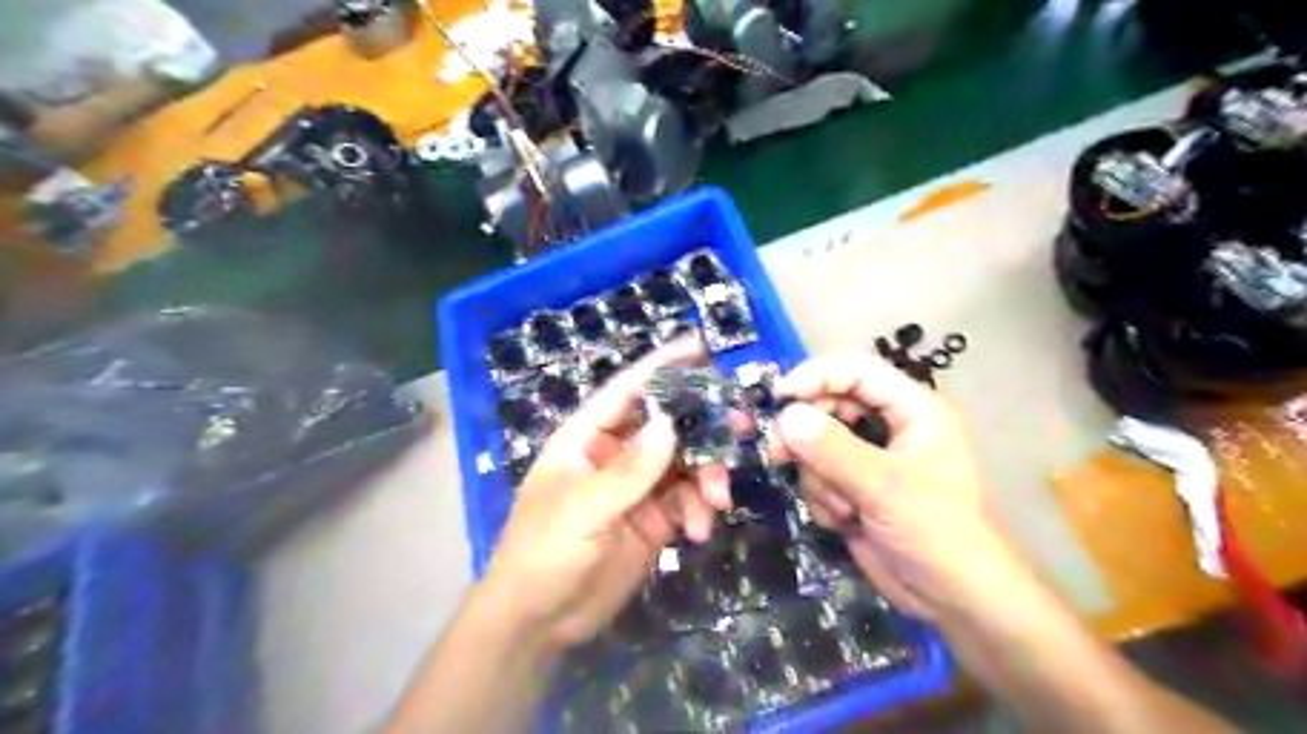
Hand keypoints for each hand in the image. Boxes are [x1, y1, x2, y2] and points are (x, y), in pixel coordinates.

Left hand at [480, 335, 729, 649]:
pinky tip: (698, 532)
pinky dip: (699, 510)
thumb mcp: (585, 509)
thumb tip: (670, 424)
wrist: (540, 621)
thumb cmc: (545, 553)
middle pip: (668, 425)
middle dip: (703, 427)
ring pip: (685, 464)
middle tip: (740, 427)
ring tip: (716, 503)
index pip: (628, 390)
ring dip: (707, 477)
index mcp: (587, 438)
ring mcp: (637, 487)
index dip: (662, 365)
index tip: (701, 347)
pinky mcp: (653, 519)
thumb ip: (630, 470)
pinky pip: (687, 501)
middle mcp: (615, 454)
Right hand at [769, 353, 1013, 620]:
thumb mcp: (885, 487)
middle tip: (778, 453)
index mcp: (912, 409)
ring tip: (844, 508)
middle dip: (806, 435)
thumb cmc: (937, 532)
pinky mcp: (854, 490)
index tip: (778, 396)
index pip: (857, 371)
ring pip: (817, 446)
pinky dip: (823, 499)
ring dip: (819, 478)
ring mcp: (869, 460)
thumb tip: (785, 417)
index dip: (816, 376)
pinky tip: (846, 523)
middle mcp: (889, 427)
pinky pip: (818, 477)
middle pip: (830, 406)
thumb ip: (832, 449)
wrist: (954, 600)